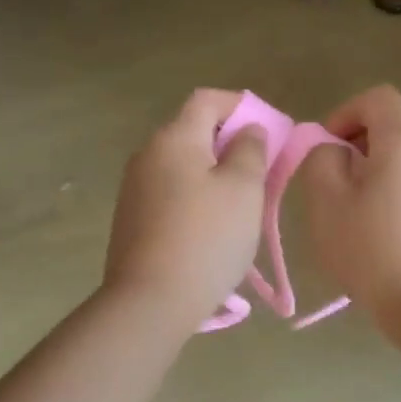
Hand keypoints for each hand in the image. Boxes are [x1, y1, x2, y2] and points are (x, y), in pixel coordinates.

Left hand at [103, 89, 267, 331]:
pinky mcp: (131, 220)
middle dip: (230, 143)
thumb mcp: (244, 188)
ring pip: (183, 166)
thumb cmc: (207, 238)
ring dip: (214, 174)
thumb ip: (251, 150)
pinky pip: (170, 193)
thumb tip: (248, 130)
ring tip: (241, 204)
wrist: (150, 302)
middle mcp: (147, 155)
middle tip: (261, 171)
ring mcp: (134, 189)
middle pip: (193, 132)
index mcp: (174, 138)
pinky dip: (195, 197)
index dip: (241, 105)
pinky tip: (212, 228)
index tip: (269, 130)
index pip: (207, 99)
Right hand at [300, 85, 400, 325]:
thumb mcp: (327, 202)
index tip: (327, 146)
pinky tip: (385, 231)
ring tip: (358, 212)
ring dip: (379, 171)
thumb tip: (334, 149)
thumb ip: (322, 159)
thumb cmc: (372, 250)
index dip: (346, 112)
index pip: (378, 98)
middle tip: (335, 183)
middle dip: (359, 145)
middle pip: (394, 129)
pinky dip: (399, 192)